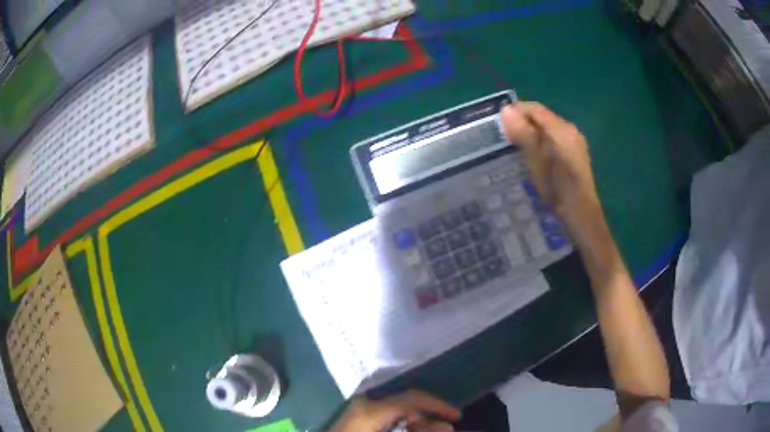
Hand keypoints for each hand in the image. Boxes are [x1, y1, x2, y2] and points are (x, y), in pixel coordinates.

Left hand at [329, 390, 461, 431]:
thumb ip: (418, 431)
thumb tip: (445, 428)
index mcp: (373, 409)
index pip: (413, 398)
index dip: (438, 405)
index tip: (457, 416)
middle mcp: (366, 403)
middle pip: (406, 403)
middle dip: (428, 417)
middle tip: (445, 430)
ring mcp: (361, 409)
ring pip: (397, 410)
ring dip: (416, 422)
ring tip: (430, 430)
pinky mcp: (359, 417)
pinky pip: (387, 416)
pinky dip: (402, 424)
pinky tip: (410, 429)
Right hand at [500, 102, 603, 240]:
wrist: (581, 215)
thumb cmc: (558, 188)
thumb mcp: (537, 161)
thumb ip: (523, 133)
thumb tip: (505, 109)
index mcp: (562, 129)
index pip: (535, 109)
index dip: (516, 111)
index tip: (498, 123)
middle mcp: (570, 131)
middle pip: (542, 118)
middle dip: (522, 123)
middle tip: (504, 137)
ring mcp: (574, 143)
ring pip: (547, 129)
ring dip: (530, 133)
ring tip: (514, 147)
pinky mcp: (574, 155)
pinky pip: (553, 140)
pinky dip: (540, 143)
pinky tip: (533, 157)